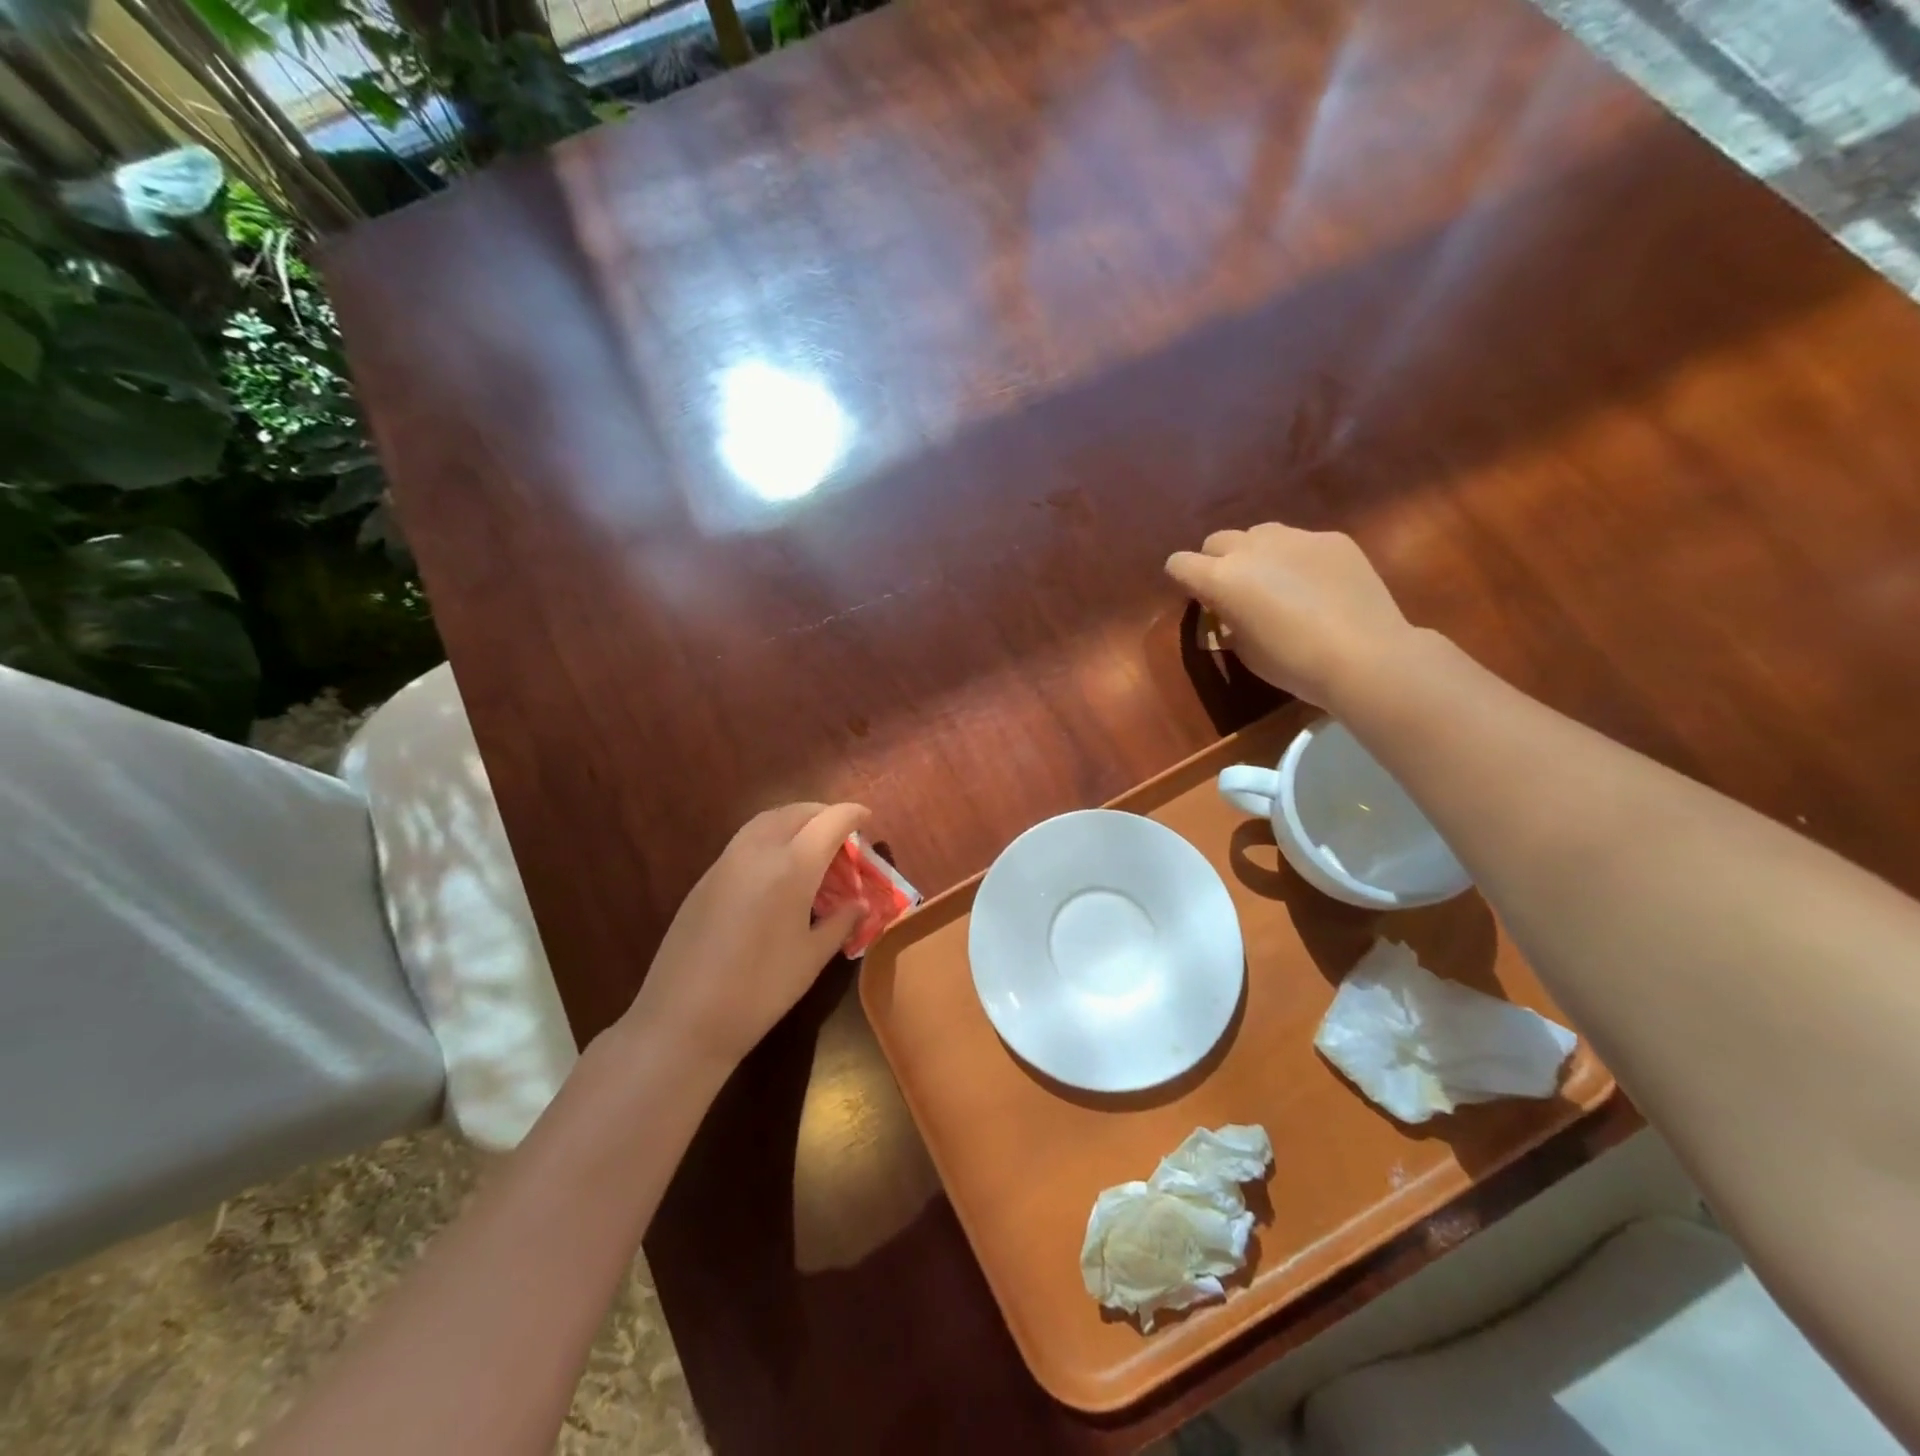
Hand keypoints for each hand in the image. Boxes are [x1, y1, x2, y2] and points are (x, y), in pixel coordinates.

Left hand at [622, 802, 868, 1069]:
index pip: (830, 821)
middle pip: (796, 812)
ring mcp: (726, 861)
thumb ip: (841, 922)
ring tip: (811, 844)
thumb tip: (860, 904)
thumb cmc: (760, 990)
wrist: (682, 1018)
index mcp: (792, 866)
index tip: (867, 817)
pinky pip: (745, 841)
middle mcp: (758, 851)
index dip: (852, 814)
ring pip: (766, 821)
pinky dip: (770, 838)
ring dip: (794, 821)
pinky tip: (777, 869)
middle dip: (823, 813)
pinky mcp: (705, 878)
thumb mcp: (811, 958)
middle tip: (842, 831)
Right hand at [1166, 523, 1415, 709]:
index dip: (1182, 579)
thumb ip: (1227, 620)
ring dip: (1256, 553)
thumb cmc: (1292, 663)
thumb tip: (1229, 609)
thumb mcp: (1244, 649)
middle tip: (1234, 590)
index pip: (1179, 563)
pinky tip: (1318, 586)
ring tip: (1276, 581)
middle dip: (1216, 561)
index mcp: (1221, 579)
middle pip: (1217, 541)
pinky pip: (1301, 541)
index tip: (1196, 596)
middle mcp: (1252, 548)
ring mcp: (1295, 537)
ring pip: (1259, 533)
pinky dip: (1298, 558)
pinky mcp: (1332, 538)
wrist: (1364, 655)